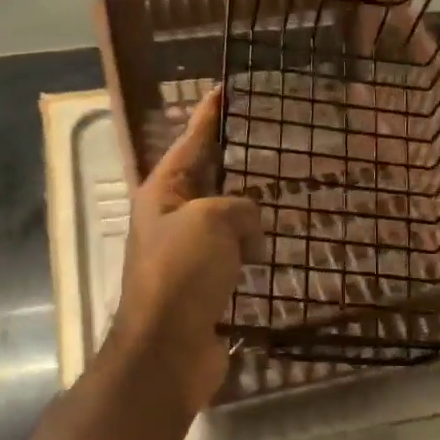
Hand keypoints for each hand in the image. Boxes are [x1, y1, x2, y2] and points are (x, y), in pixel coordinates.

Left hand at [106, 88, 262, 413]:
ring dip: (244, 213)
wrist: (167, 350)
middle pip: (205, 180)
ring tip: (278, 200)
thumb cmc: (181, 274)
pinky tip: (269, 251)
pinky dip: (248, 251)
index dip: (209, 115)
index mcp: (161, 193)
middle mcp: (169, 220)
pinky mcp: (202, 287)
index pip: (190, 142)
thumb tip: (249, 232)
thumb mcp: (212, 221)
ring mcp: (185, 255)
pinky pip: (231, 256)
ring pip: (221, 220)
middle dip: (231, 163)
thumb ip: (239, 208)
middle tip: (263, 143)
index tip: (224, 89)